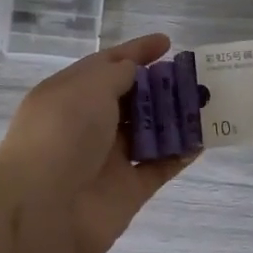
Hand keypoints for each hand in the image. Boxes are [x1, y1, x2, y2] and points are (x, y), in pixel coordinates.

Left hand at [0, 33, 195, 252]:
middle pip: (131, 99)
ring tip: (207, 104)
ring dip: (175, 119)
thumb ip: (117, 73)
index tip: (168, 42)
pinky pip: (159, 167)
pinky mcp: (127, 190)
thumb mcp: (88, 86)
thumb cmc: (63, 134)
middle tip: (195, 77)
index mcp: (69, 94)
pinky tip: (203, 139)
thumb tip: (134, 71)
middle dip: (161, 86)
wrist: (45, 210)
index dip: (136, 51)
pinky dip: (180, 154)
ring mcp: (108, 159)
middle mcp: (87, 124)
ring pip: (148, 132)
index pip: (106, 64)